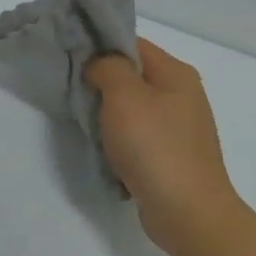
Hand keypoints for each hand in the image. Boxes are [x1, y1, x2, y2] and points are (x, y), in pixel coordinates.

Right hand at [88, 39, 247, 253]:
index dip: (99, 44)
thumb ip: (107, 67)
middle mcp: (181, 94)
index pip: (131, 42)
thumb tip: (97, 63)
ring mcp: (177, 126)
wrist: (187, 212)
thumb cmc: (155, 147)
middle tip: (68, 86)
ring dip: (105, 110)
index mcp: (175, 73)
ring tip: (81, 117)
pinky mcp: (169, 153)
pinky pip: (136, 133)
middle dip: (99, 78)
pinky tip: (101, 145)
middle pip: (131, 73)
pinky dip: (116, 136)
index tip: (68, 54)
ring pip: (131, 105)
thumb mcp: (124, 96)